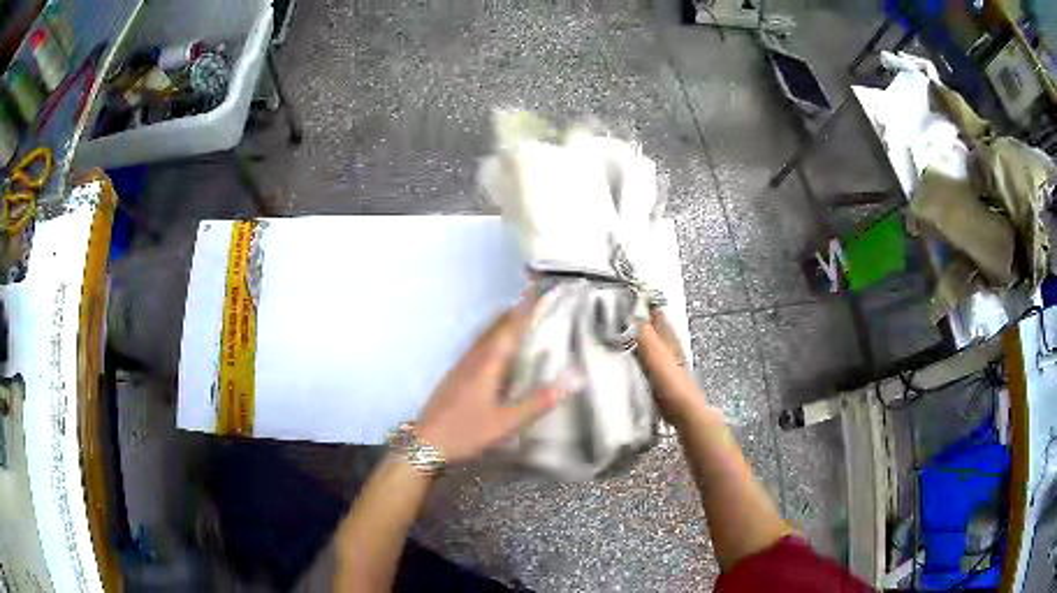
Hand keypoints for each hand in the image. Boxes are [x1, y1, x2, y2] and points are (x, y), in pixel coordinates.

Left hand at [416, 296, 564, 462]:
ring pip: (484, 337)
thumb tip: (572, 380)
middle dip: (514, 313)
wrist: (425, 443)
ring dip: (501, 325)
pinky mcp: (454, 376)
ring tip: (517, 320)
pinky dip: (491, 339)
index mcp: (488, 364)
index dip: (525, 310)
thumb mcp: (507, 422)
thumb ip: (538, 401)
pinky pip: (477, 347)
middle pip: (495, 327)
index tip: (538, 292)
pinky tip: (494, 352)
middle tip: (533, 302)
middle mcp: (473, 358)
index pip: (510, 328)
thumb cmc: (467, 431)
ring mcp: (461, 366)